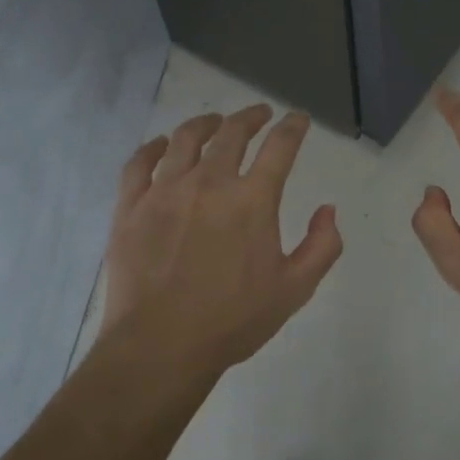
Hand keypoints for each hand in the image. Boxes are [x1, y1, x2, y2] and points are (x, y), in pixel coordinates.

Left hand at [98, 104, 343, 376]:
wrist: (160, 346)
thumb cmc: (232, 320)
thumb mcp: (294, 290)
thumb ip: (321, 246)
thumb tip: (328, 210)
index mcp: (252, 200)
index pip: (280, 147)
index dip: (293, 127)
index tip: (298, 119)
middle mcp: (210, 183)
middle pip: (232, 133)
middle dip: (251, 117)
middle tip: (259, 114)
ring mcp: (165, 191)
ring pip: (185, 139)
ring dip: (205, 123)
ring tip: (214, 122)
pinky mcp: (131, 206)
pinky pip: (140, 163)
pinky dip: (154, 147)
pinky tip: (161, 144)